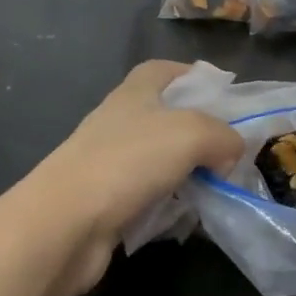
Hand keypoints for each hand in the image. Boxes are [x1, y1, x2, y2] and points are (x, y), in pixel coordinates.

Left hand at [35, 61, 242, 295]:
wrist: (64, 225)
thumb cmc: (128, 163)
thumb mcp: (192, 133)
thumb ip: (224, 135)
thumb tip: (230, 153)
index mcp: (134, 94)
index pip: (162, 70)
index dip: (192, 75)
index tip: (224, 94)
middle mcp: (120, 123)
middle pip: (167, 117)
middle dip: (200, 131)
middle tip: (231, 150)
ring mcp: (110, 164)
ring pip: (161, 159)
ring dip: (189, 171)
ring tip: (218, 186)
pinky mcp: (108, 201)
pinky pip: (151, 195)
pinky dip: (171, 203)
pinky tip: (189, 216)